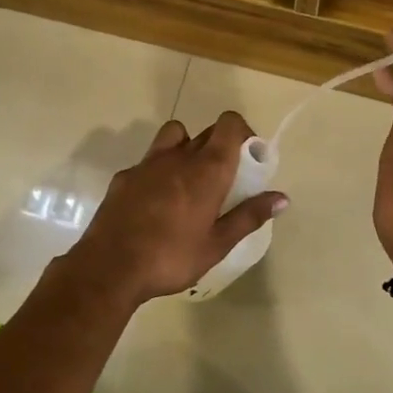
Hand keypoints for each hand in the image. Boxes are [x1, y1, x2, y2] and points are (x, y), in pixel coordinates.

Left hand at [66, 112, 286, 303]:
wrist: (110, 268)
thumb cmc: (171, 257)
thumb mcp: (217, 244)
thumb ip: (249, 216)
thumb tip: (282, 198)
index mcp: (207, 170)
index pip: (229, 124)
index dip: (242, 133)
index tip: (248, 159)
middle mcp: (178, 156)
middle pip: (206, 131)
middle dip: (221, 145)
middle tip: (225, 179)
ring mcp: (147, 164)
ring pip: (174, 136)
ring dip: (188, 148)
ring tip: (190, 181)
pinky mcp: (124, 177)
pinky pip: (149, 161)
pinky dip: (160, 170)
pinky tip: (157, 202)